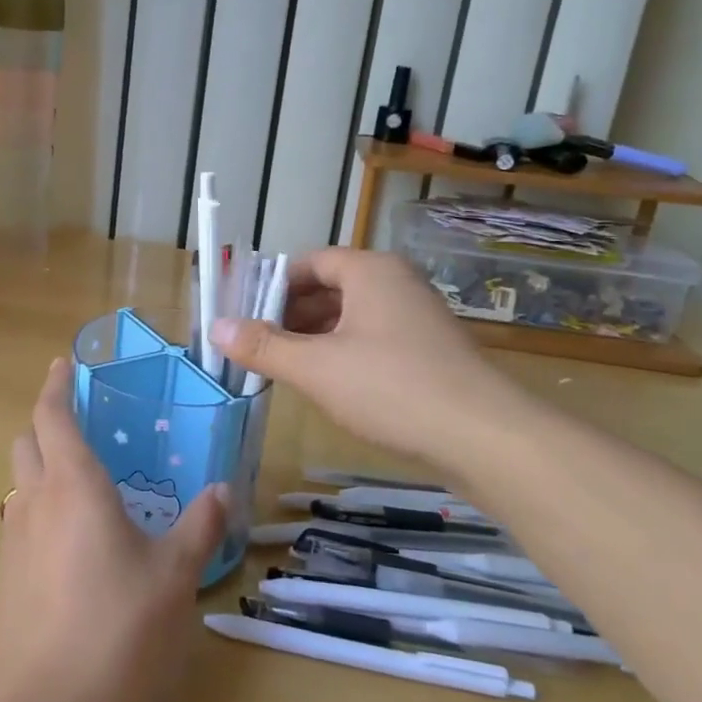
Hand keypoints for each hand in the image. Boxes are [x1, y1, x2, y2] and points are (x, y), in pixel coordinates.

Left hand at [0, 359, 228, 701]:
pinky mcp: (5, 574)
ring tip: (81, 480)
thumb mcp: (173, 576)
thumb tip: (222, 490)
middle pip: (27, 440)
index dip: (56, 384)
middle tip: (81, 422)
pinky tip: (70, 538)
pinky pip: (20, 519)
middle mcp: (35, 499)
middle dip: (46, 421)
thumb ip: (199, 527)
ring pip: (20, 480)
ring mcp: (13, 537)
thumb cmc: (116, 627)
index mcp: (73, 484)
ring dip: (40, 465)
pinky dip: (39, 506)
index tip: (64, 364)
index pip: (52, 415)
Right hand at [209, 248, 531, 476]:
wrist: (486, 438)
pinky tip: (329, 386)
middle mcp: (395, 283)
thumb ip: (263, 346)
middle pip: (328, 288)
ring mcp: (417, 317)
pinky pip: (373, 339)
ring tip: (285, 369)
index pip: (307, 263)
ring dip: (315, 338)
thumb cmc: (392, 388)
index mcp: (369, 271)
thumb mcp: (316, 368)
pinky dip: (344, 354)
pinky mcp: (430, 350)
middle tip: (257, 348)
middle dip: (289, 317)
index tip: (243, 319)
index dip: (270, 288)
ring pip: (351, 317)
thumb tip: (215, 328)